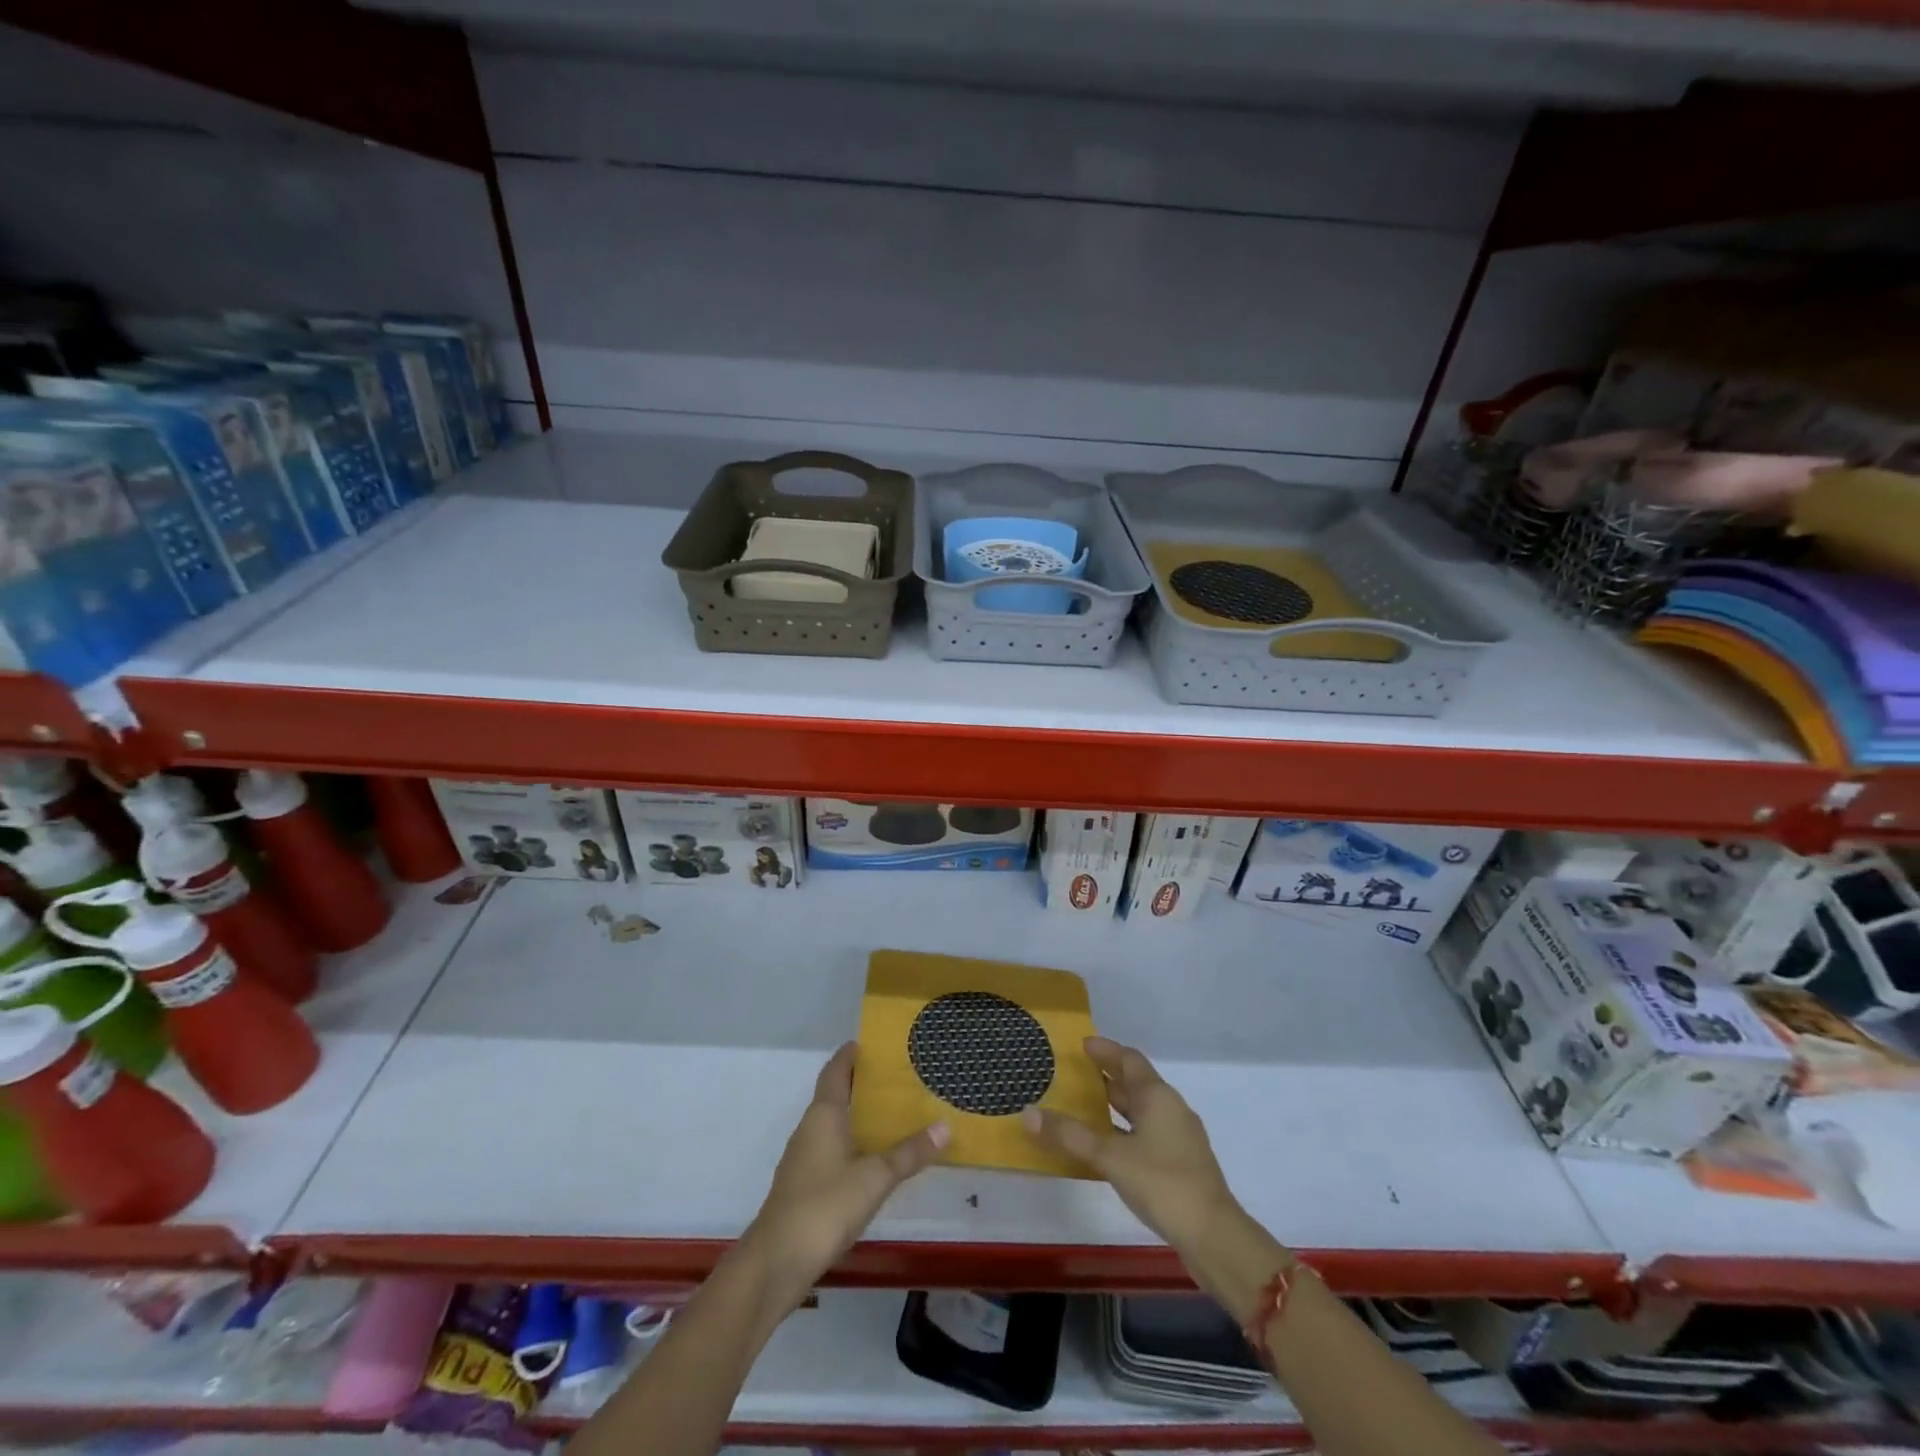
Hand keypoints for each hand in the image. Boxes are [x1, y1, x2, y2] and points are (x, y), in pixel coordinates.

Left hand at [741, 1042, 948, 1309]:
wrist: (776, 1262)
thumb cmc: (825, 1206)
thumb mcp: (875, 1178)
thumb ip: (909, 1153)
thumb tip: (945, 1126)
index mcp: (823, 1115)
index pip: (835, 1071)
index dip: (849, 1055)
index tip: (870, 1043)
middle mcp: (810, 1129)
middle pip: (834, 1096)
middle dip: (859, 1085)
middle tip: (894, 1078)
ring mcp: (803, 1159)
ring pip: (832, 1125)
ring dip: (856, 1116)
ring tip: (891, 1115)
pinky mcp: (803, 1186)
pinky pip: (831, 1150)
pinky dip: (851, 1144)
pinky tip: (872, 1159)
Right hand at [1022, 1036, 1238, 1257]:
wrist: (1214, 1236)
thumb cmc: (1162, 1183)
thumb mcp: (1110, 1157)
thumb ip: (1069, 1135)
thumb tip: (1028, 1112)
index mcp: (1157, 1096)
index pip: (1129, 1059)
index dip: (1106, 1050)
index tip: (1082, 1044)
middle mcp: (1171, 1108)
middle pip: (1136, 1083)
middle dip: (1107, 1076)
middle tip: (1076, 1073)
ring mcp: (1179, 1136)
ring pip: (1142, 1109)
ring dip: (1116, 1104)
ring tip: (1085, 1106)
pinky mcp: (1181, 1163)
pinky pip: (1147, 1132)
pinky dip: (1125, 1129)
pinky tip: (1108, 1145)